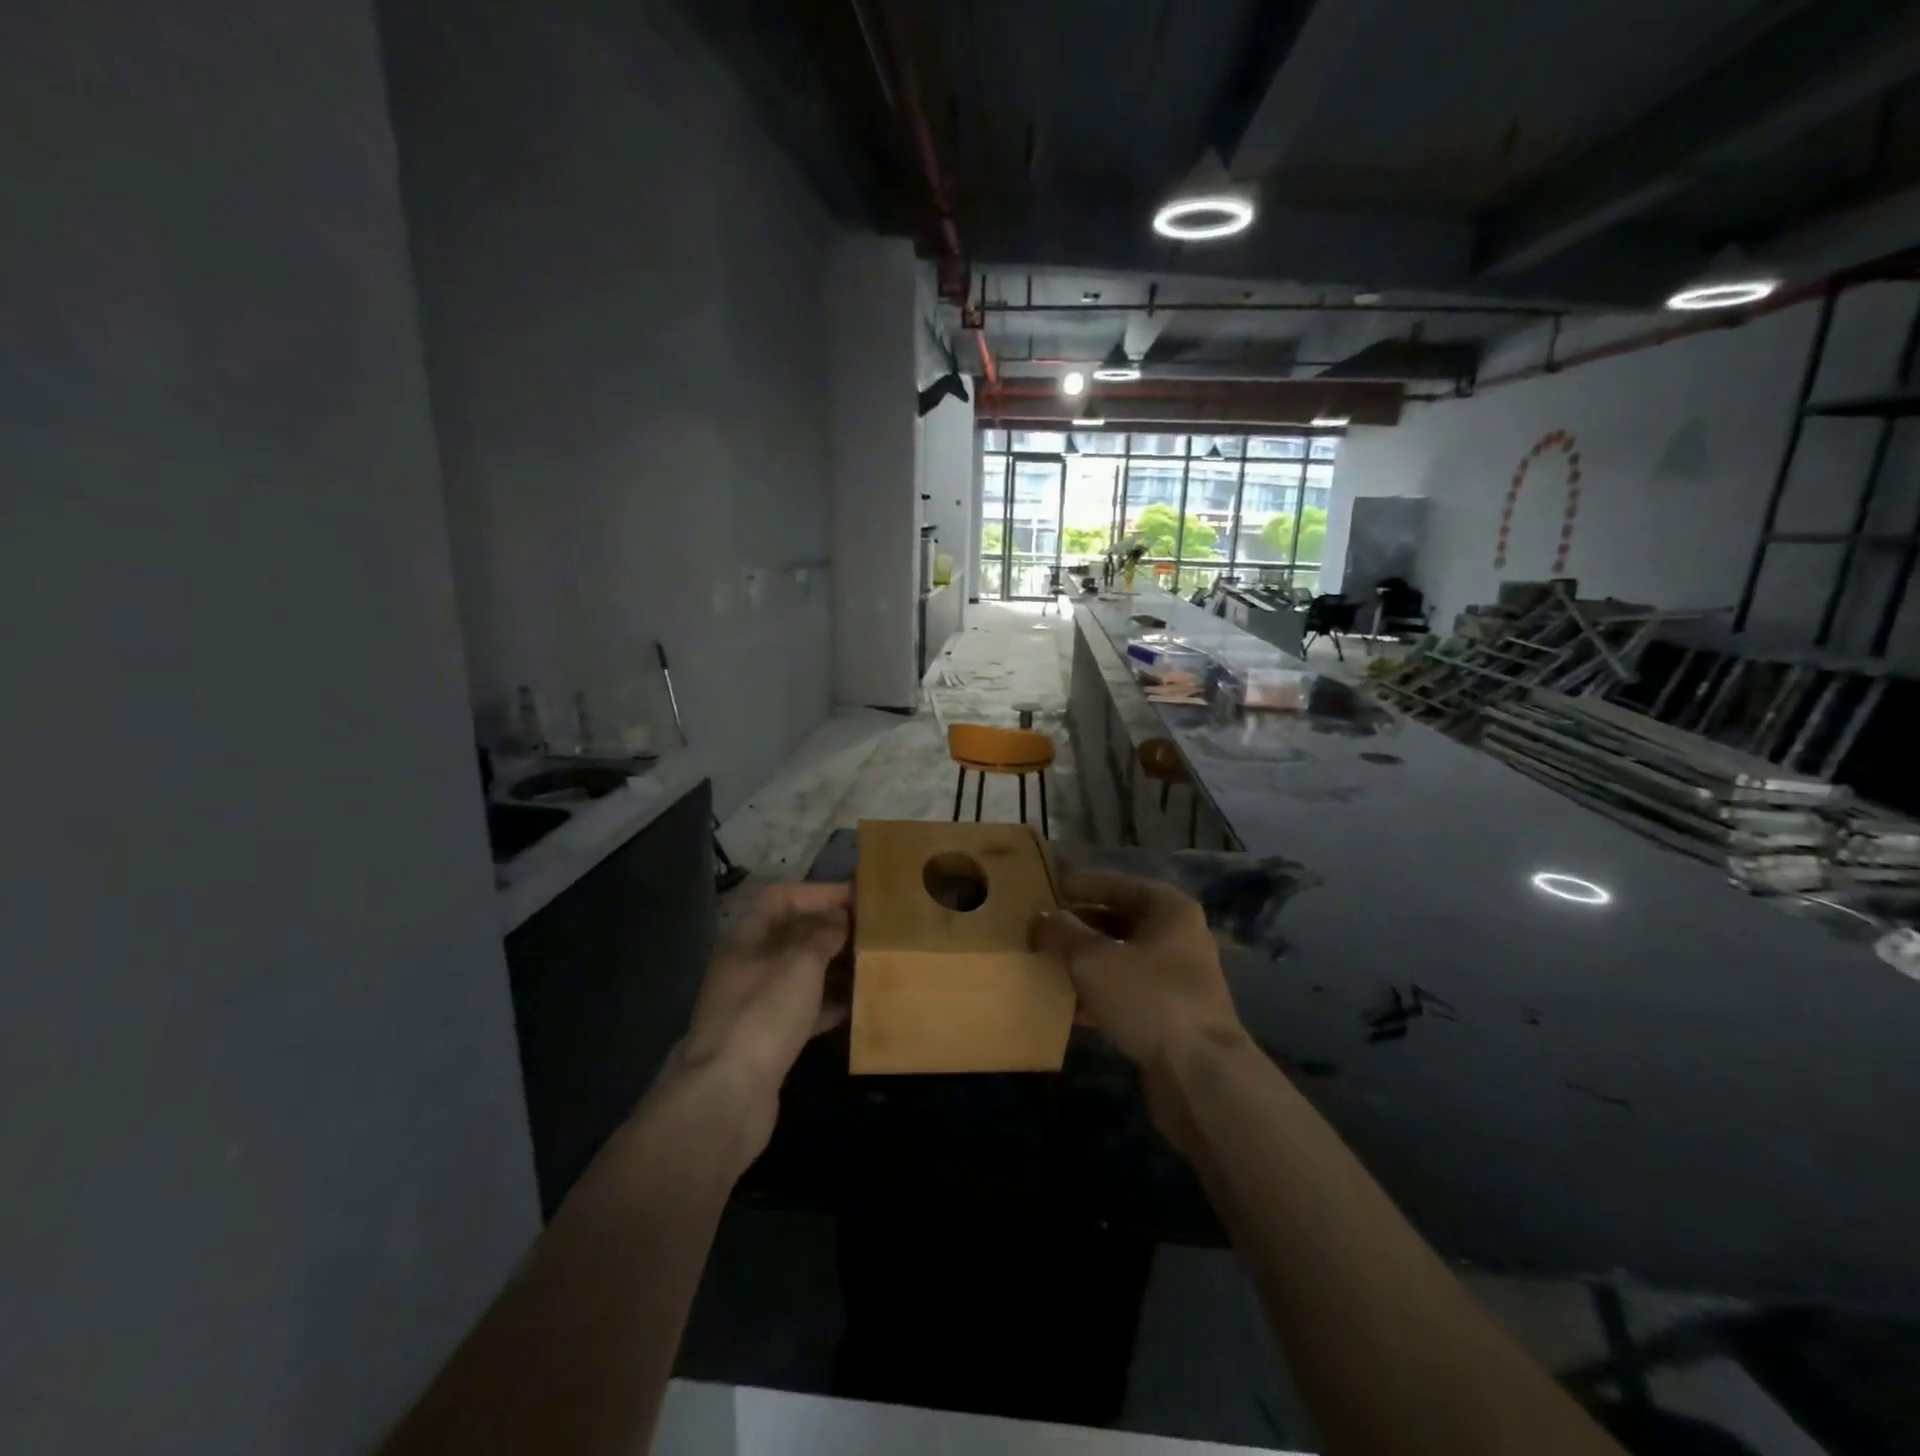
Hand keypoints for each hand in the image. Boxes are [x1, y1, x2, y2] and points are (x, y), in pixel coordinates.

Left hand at [675, 881, 851, 1150]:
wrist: (726, 1095)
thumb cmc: (764, 1013)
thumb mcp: (800, 963)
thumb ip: (822, 935)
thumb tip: (839, 918)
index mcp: (747, 937)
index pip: (782, 897)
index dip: (819, 892)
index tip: (858, 896)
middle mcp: (748, 964)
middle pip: (792, 935)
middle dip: (830, 929)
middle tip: (872, 930)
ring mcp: (755, 1003)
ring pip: (800, 973)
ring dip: (832, 967)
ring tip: (871, 963)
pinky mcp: (767, 1038)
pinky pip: (803, 1009)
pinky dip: (828, 1004)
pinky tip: (857, 1006)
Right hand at [1030, 871, 1249, 1154]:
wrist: (1200, 1075)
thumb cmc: (1148, 999)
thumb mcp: (1092, 959)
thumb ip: (1062, 933)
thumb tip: (1041, 919)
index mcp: (1169, 910)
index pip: (1116, 884)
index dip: (1079, 885)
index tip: (1046, 887)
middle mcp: (1179, 937)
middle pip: (1119, 921)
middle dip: (1079, 926)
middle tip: (1041, 927)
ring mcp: (1177, 978)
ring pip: (1121, 958)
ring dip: (1085, 962)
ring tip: (1046, 963)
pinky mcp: (1171, 1015)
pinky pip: (1126, 992)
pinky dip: (1098, 994)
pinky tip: (1066, 1005)